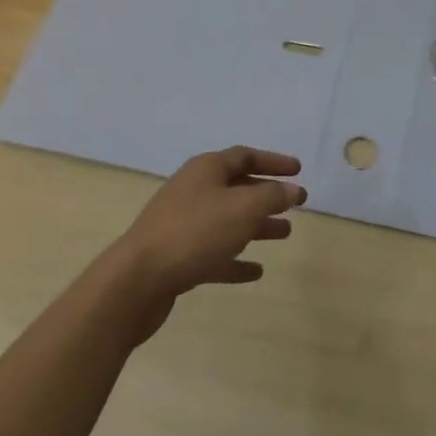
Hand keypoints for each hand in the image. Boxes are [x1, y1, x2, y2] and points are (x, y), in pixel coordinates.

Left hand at [110, 147, 305, 334]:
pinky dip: (236, 259)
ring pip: (228, 220)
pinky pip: (214, 252)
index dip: (273, 162)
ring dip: (257, 226)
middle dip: (267, 195)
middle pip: (236, 187)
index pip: (245, 156)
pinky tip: (256, 271)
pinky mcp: (177, 257)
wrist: (137, 280)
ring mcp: (183, 224)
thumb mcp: (242, 209)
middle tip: (295, 205)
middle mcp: (194, 190)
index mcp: (206, 170)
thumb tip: (293, 189)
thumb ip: (272, 197)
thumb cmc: (195, 233)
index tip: (298, 170)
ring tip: (285, 234)